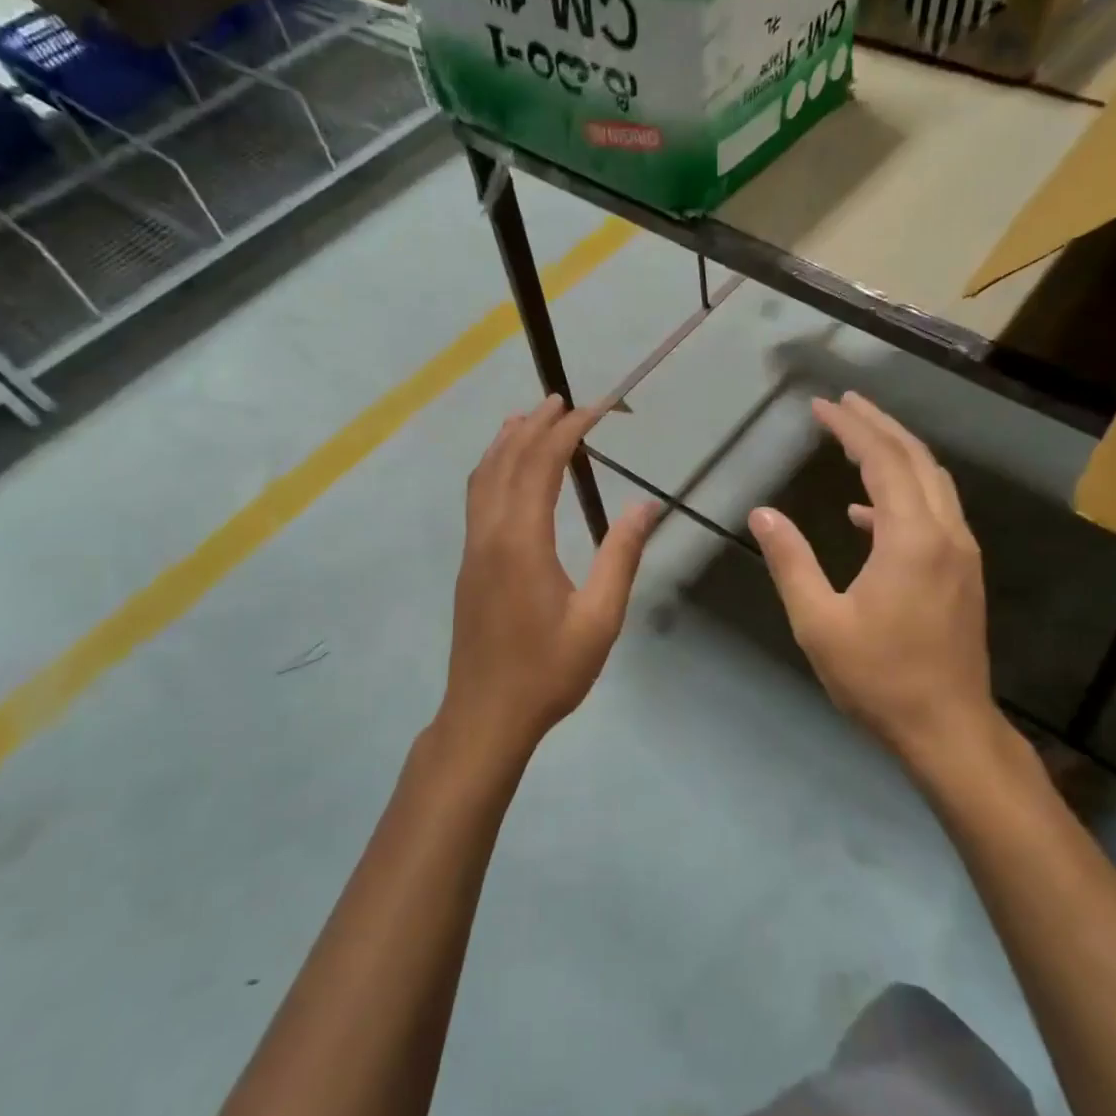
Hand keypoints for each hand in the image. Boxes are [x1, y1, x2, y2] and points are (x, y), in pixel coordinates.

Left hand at [435, 396, 657, 763]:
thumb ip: (621, 557)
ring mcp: (473, 547)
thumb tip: (646, 505)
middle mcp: (490, 533)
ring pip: (484, 476)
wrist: (486, 715)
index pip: (542, 464)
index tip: (597, 408)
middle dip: (536, 424)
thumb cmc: (548, 671)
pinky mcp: (469, 564)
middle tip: (564, 400)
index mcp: (522, 541)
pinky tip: (505, 470)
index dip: (569, 430)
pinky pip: (477, 497)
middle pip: (507, 460)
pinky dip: (492, 468)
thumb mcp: (599, 618)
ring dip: (507, 441)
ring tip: (530, 417)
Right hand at [750, 393, 1001, 781]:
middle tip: (843, 403)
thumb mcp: (819, 622)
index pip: (882, 460)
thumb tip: (762, 513)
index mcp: (910, 539)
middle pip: (916, 458)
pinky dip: (902, 495)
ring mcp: (960, 553)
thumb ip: (791, 561)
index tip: (821, 405)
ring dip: (896, 452)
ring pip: (933, 481)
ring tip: (856, 438)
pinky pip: (934, 512)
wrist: (947, 728)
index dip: (850, 427)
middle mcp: (944, 533)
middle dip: (879, 425)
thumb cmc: (878, 678)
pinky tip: (864, 513)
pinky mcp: (962, 572)